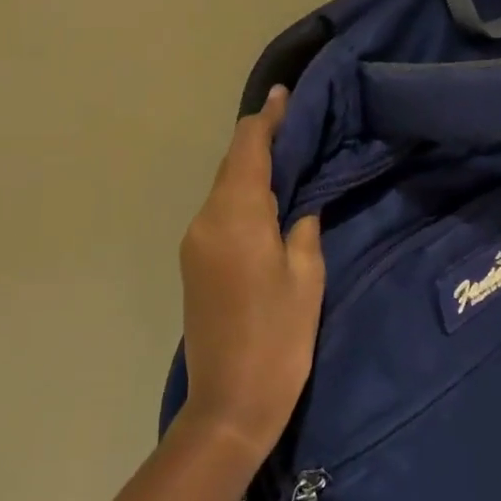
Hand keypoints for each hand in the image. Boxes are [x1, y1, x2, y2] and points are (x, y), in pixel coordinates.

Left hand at [178, 86, 325, 460]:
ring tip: (288, 153)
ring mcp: (194, 242)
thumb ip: (302, 227)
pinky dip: (242, 192)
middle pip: (231, 164)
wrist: (227, 406)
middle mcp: (206, 220)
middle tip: (296, 121)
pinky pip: (219, 210)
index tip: (286, 95)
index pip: (248, 149)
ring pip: (224, 186)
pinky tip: (267, 195)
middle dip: (260, 138)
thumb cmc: (278, 340)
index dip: (267, 118)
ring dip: (251, 165)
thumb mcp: (306, 278)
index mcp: (235, 218)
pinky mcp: (194, 261)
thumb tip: (300, 202)